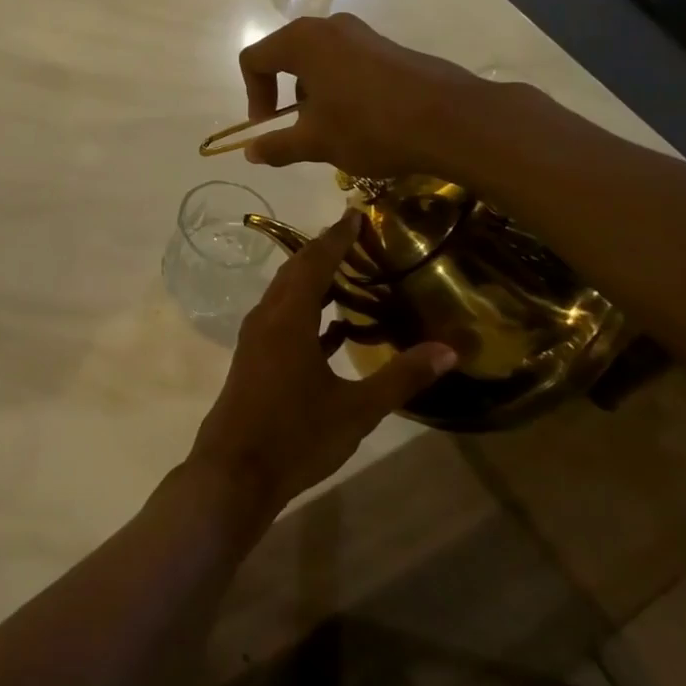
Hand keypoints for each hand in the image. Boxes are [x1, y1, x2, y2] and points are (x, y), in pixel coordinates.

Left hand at [185, 212, 457, 525]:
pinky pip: (284, 318)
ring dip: (315, 280)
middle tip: (359, 238)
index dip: (336, 237)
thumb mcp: (357, 410)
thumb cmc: (296, 436)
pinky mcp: (255, 357)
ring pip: (287, 294)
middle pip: (296, 271)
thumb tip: (449, 350)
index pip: (315, 262)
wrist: (235, 471)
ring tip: (353, 274)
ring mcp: (257, 337)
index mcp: (288, 317)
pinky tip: (336, 327)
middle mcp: (268, 317)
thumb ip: (401, 377)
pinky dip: (308, 311)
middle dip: (325, 251)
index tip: (355, 215)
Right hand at [238, 13, 497, 181]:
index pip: (254, 59)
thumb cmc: (370, 126)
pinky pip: (347, 62)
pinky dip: (339, 88)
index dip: (253, 95)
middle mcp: (329, 27)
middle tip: (296, 127)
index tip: (268, 126)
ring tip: (331, 128)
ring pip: (318, 60)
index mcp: (302, 41)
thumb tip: (250, 152)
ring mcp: (362, 33)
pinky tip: (361, 120)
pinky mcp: (388, 46)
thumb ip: (276, 145)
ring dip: (312, 92)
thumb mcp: (315, 143)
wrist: (452, 120)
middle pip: (285, 55)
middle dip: (283, 94)